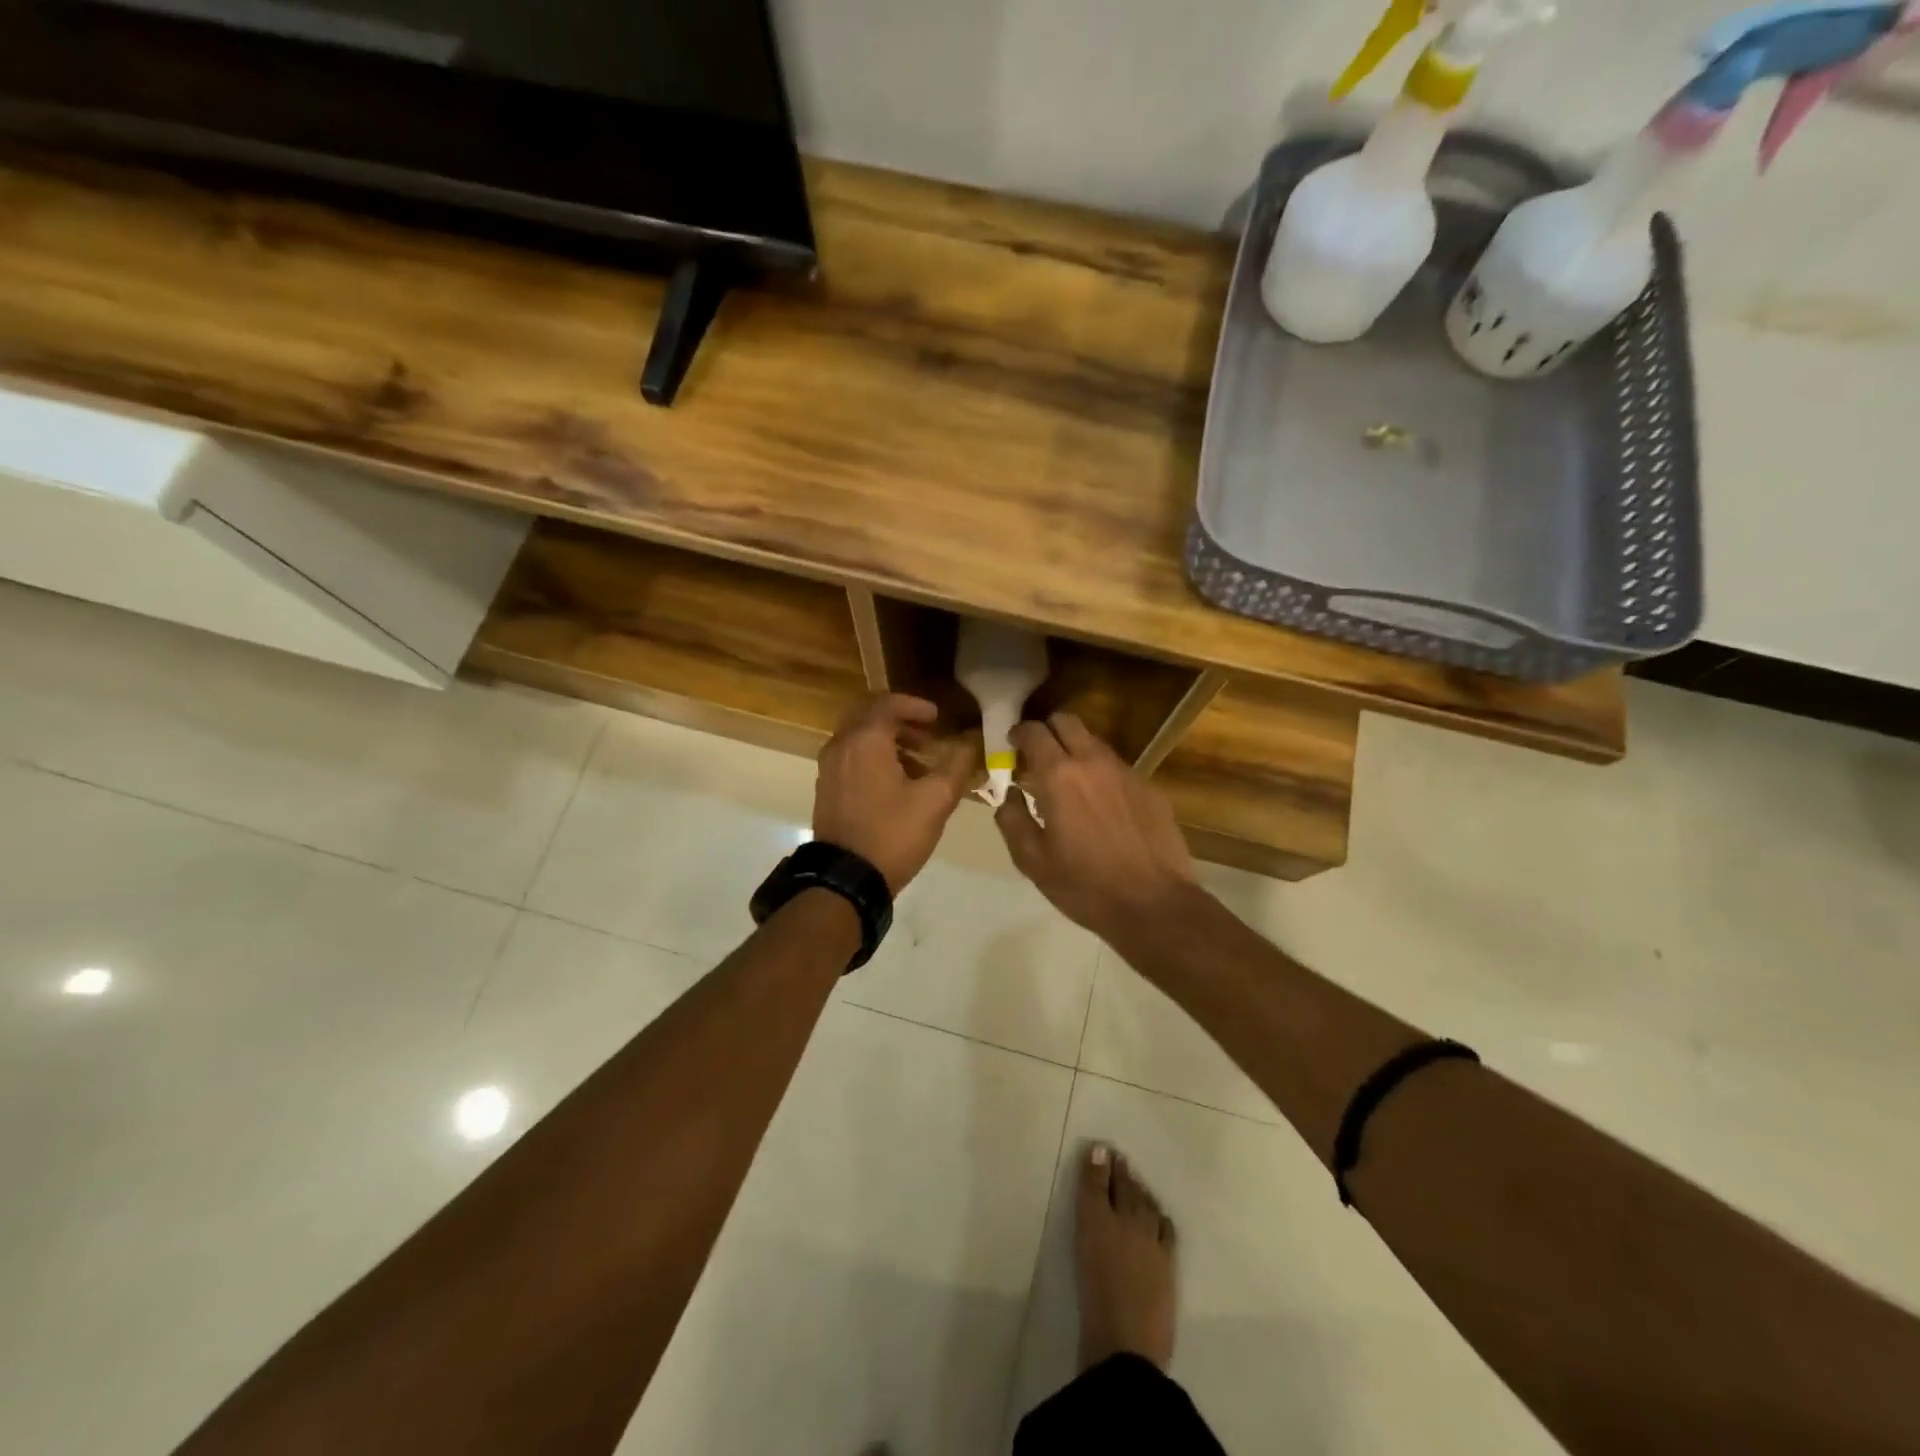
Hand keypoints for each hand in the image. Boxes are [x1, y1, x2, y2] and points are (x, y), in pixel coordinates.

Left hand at [813, 694, 972, 893]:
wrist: (847, 879)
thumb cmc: (893, 833)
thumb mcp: (935, 801)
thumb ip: (956, 766)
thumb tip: (969, 745)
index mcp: (865, 740)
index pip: (888, 703)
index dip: (916, 705)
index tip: (938, 718)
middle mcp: (841, 746)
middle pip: (869, 716)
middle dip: (900, 721)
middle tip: (928, 735)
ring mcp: (828, 768)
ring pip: (859, 739)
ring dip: (888, 741)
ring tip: (918, 762)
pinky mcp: (826, 789)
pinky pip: (850, 758)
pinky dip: (873, 758)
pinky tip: (896, 783)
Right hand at [994, 712, 1199, 940]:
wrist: (1153, 905)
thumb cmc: (1084, 885)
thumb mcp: (1032, 861)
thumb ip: (1012, 820)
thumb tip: (1007, 797)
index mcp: (1059, 776)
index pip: (1034, 732)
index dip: (1019, 733)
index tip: (1012, 745)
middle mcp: (1093, 762)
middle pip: (1067, 722)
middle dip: (1048, 730)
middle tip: (1038, 756)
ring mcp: (1127, 773)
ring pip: (1095, 743)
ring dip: (1076, 752)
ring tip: (1070, 784)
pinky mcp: (1150, 788)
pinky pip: (1118, 769)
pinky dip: (1102, 776)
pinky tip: (1103, 808)